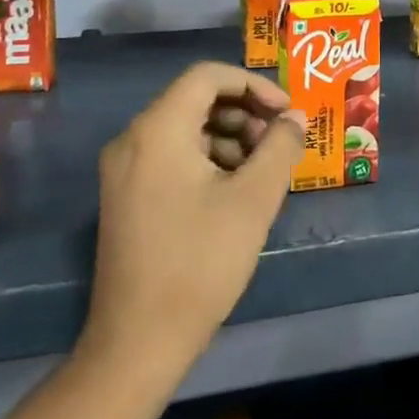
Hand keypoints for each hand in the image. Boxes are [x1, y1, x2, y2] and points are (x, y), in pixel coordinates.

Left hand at [81, 62, 305, 383]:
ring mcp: (123, 169)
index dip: (254, 85)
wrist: (138, 341)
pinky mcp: (125, 196)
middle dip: (244, 113)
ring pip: (185, 129)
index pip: (208, 76)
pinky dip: (207, 160)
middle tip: (278, 144)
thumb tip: (294, 117)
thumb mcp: (253, 200)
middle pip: (195, 100)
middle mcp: (132, 139)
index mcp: (158, 129)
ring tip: (262, 171)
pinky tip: (235, 191)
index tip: (287, 113)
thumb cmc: (200, 262)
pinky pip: (171, 156)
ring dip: (229, 138)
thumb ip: (280, 148)